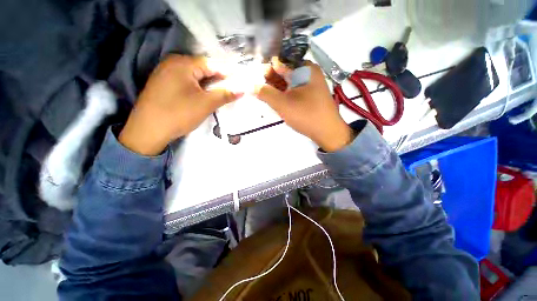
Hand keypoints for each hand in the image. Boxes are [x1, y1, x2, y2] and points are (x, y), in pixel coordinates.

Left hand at [119, 55, 241, 154]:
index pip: (213, 65)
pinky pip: (185, 82)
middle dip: (218, 81)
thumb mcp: (206, 104)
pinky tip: (201, 98)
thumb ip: (225, 94)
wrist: (147, 131)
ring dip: (208, 86)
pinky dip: (197, 89)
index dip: (227, 75)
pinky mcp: (162, 84)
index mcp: (183, 63)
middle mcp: (172, 62)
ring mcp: (165, 73)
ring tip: (217, 97)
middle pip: (203, 69)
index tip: (238, 85)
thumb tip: (243, 89)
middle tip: (229, 93)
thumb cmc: (179, 114)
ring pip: (194, 77)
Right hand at [255, 60, 353, 151]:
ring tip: (267, 97)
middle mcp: (309, 72)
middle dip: (271, 81)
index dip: (266, 71)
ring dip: (277, 88)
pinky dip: (285, 94)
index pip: (280, 63)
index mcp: (304, 68)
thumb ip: (265, 93)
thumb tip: (251, 86)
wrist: (328, 132)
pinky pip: (295, 90)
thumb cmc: (306, 115)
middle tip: (260, 91)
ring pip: (290, 82)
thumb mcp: (283, 104)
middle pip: (285, 72)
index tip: (256, 81)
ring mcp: (312, 84)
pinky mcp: (312, 95)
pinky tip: (278, 101)